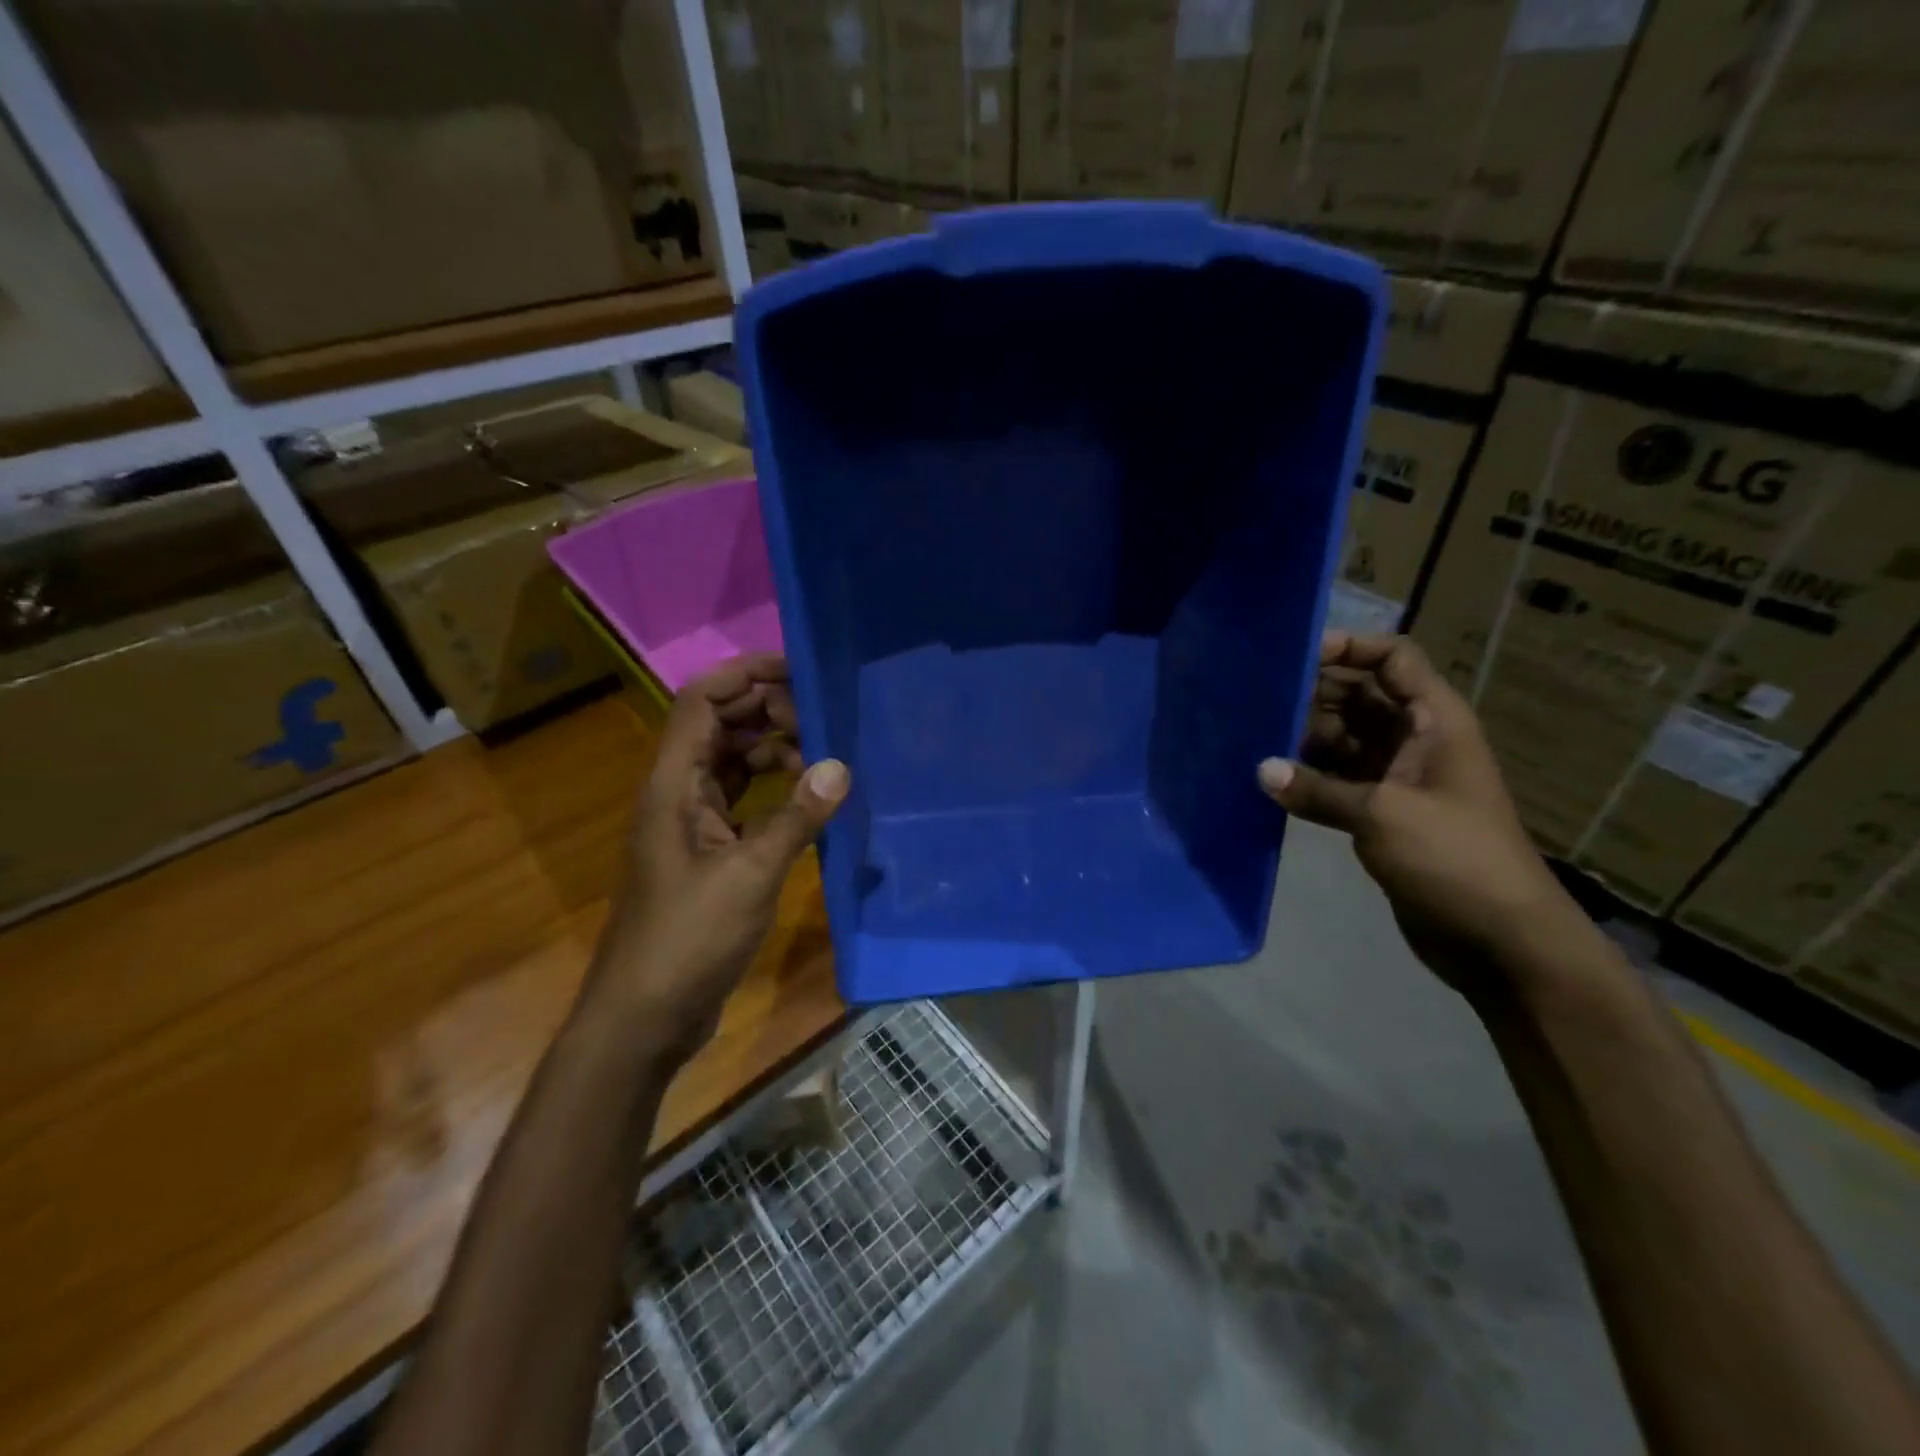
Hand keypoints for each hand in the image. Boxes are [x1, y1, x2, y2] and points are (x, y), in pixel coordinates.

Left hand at [589, 653, 848, 1056]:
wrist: (646, 1015)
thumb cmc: (688, 939)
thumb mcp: (750, 875)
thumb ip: (796, 818)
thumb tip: (840, 766)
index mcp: (673, 785)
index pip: (701, 702)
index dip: (743, 675)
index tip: (797, 668)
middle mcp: (678, 793)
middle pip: (719, 726)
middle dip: (767, 710)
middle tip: (823, 714)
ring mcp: (692, 824)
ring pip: (732, 763)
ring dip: (773, 750)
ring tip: (823, 755)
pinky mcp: (709, 852)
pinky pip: (743, 800)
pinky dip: (774, 790)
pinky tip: (809, 799)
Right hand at [1257, 632, 1578, 997]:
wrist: (1501, 940)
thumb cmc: (1455, 859)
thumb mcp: (1383, 815)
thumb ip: (1318, 789)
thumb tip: (1261, 770)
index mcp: (1434, 722)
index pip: (1394, 659)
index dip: (1350, 648)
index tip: (1297, 658)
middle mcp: (1416, 740)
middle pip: (1362, 696)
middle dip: (1316, 694)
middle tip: (1261, 701)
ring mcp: (1399, 779)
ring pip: (1345, 739)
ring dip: (1306, 737)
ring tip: (1255, 738)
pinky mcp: (1383, 814)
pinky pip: (1339, 780)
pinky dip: (1310, 777)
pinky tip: (1273, 781)